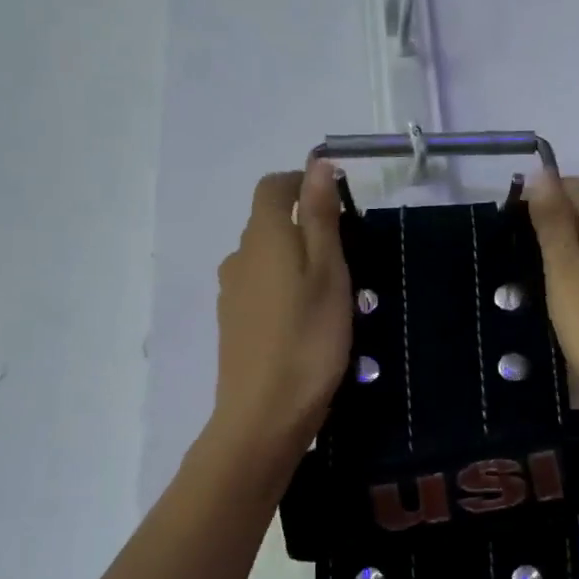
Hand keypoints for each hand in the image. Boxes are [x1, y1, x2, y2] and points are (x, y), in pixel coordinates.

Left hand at [209, 163, 352, 456]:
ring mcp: (231, 292)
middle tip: (347, 256)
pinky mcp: (232, 324)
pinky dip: (283, 290)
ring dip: (295, 261)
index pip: (273, 187)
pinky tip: (305, 322)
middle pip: (269, 223)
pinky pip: (259, 289)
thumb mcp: (329, 271)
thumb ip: (320, 215)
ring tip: (332, 295)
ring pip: (265, 259)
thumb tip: (317, 163)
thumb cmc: (309, 338)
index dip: (300, 183)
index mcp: (263, 236)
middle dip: (305, 225)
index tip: (336, 202)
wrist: (264, 415)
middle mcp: (239, 257)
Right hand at [525, 172, 578, 442]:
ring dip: (559, 252)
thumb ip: (554, 223)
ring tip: (522, 272)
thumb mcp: (566, 272)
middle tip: (508, 244)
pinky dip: (573, 279)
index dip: (543, 190)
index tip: (508, 214)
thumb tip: (543, 174)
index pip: (578, 187)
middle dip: (549, 220)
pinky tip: (553, 302)